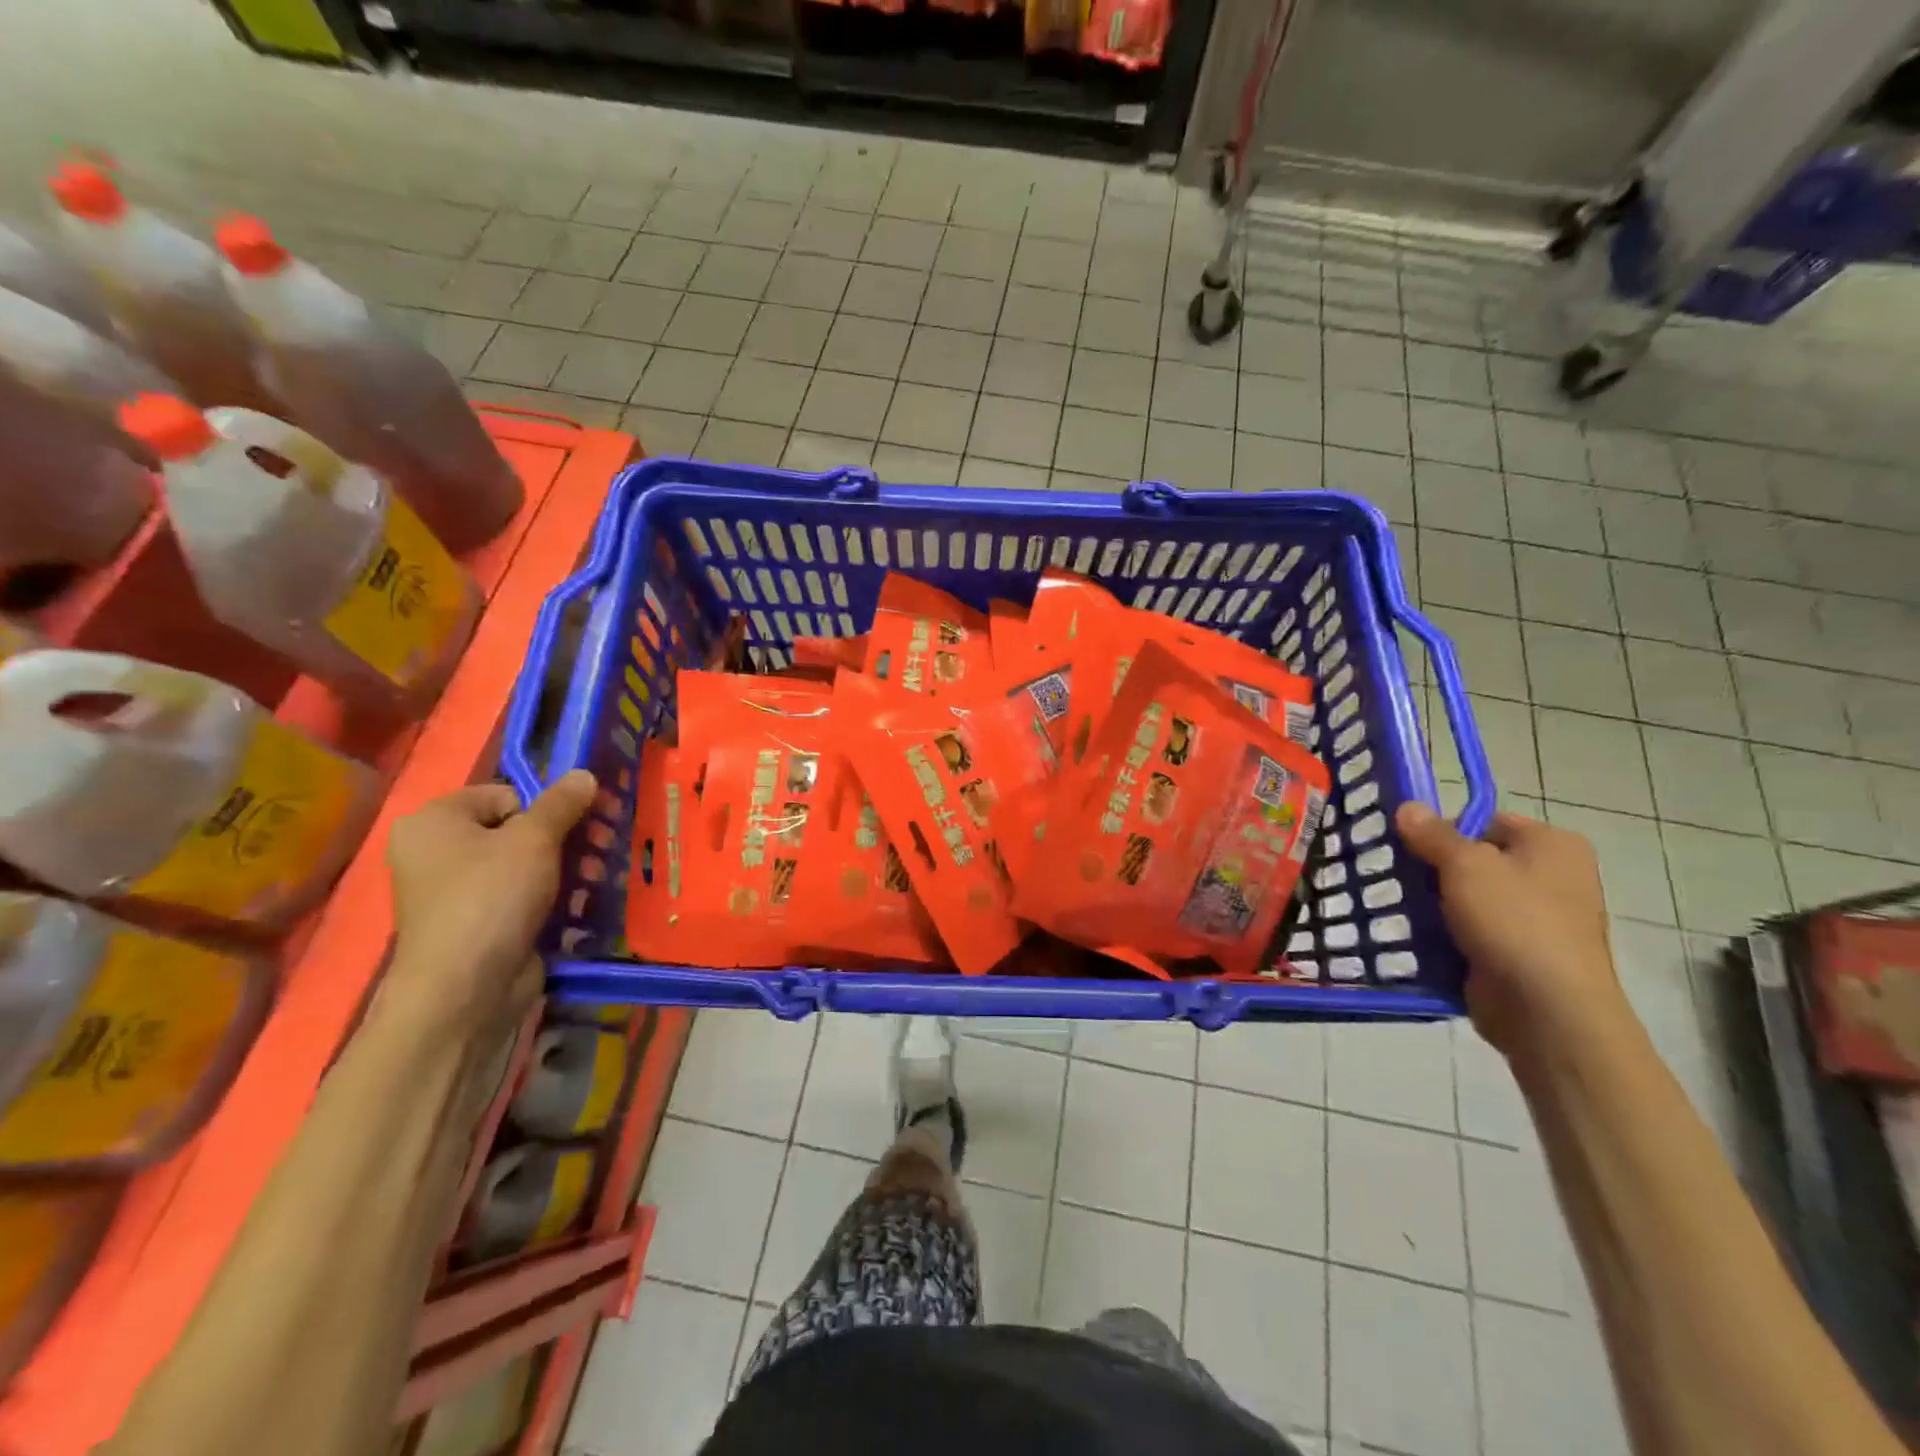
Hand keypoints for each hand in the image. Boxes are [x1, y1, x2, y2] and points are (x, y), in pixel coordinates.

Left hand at [382, 771, 597, 1032]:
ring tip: (598, 878)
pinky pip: (520, 897)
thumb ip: (562, 803)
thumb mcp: (535, 838)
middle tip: (603, 846)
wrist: (466, 988)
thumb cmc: (492, 896)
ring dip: (566, 868)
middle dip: (565, 838)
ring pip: (523, 865)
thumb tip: (584, 773)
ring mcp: (455, 893)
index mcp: (434, 821)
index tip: (581, 822)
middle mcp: (436, 853)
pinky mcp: (477, 925)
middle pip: (516, 829)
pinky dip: (550, 897)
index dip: (545, 807)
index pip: (503, 794)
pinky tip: (579, 904)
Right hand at [1394, 803, 1627, 1055]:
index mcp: (1553, 845)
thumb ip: (1432, 834)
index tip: (1410, 846)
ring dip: (1435, 903)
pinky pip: (1472, 931)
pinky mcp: (1520, 953)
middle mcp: (1553, 877)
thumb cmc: (1514, 921)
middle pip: (1476, 860)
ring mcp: (1539, 919)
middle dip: (1435, 869)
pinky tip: (1416, 935)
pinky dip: (1446, 933)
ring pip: (1469, 898)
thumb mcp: (1465, 865)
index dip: (1446, 830)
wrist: (1547, 1009)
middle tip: (1397, 876)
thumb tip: (1407, 805)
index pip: (1486, 822)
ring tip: (1398, 905)